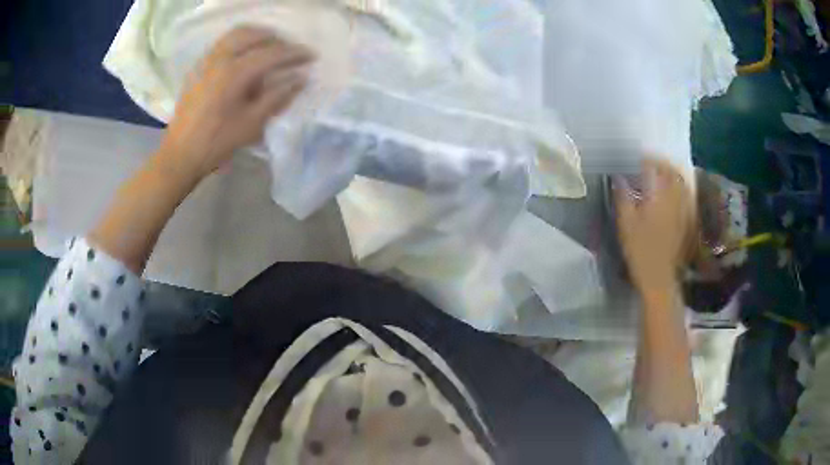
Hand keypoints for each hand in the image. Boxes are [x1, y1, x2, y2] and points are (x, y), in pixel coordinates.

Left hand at [157, 27, 313, 183]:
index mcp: (234, 73)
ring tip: (269, 48)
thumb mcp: (252, 123)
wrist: (180, 155)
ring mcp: (206, 61)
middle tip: (289, 51)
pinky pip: (222, 43)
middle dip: (275, 39)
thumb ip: (277, 97)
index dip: (294, 53)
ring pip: (235, 34)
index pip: (271, 53)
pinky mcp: (197, 68)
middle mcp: (219, 59)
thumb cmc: (217, 142)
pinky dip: (239, 42)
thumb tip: (300, 79)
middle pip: (253, 34)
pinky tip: (245, 57)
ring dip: (257, 36)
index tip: (311, 56)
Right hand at [614, 159, 694, 294]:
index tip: (635, 158)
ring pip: (682, 183)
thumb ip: (623, 197)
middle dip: (661, 163)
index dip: (645, 159)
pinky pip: (686, 196)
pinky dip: (679, 188)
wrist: (659, 277)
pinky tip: (672, 192)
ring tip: (661, 174)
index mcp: (660, 195)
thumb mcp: (625, 223)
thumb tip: (618, 177)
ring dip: (672, 174)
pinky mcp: (687, 221)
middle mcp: (675, 198)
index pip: (654, 167)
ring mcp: (684, 209)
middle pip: (672, 172)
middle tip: (650, 163)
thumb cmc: (640, 250)